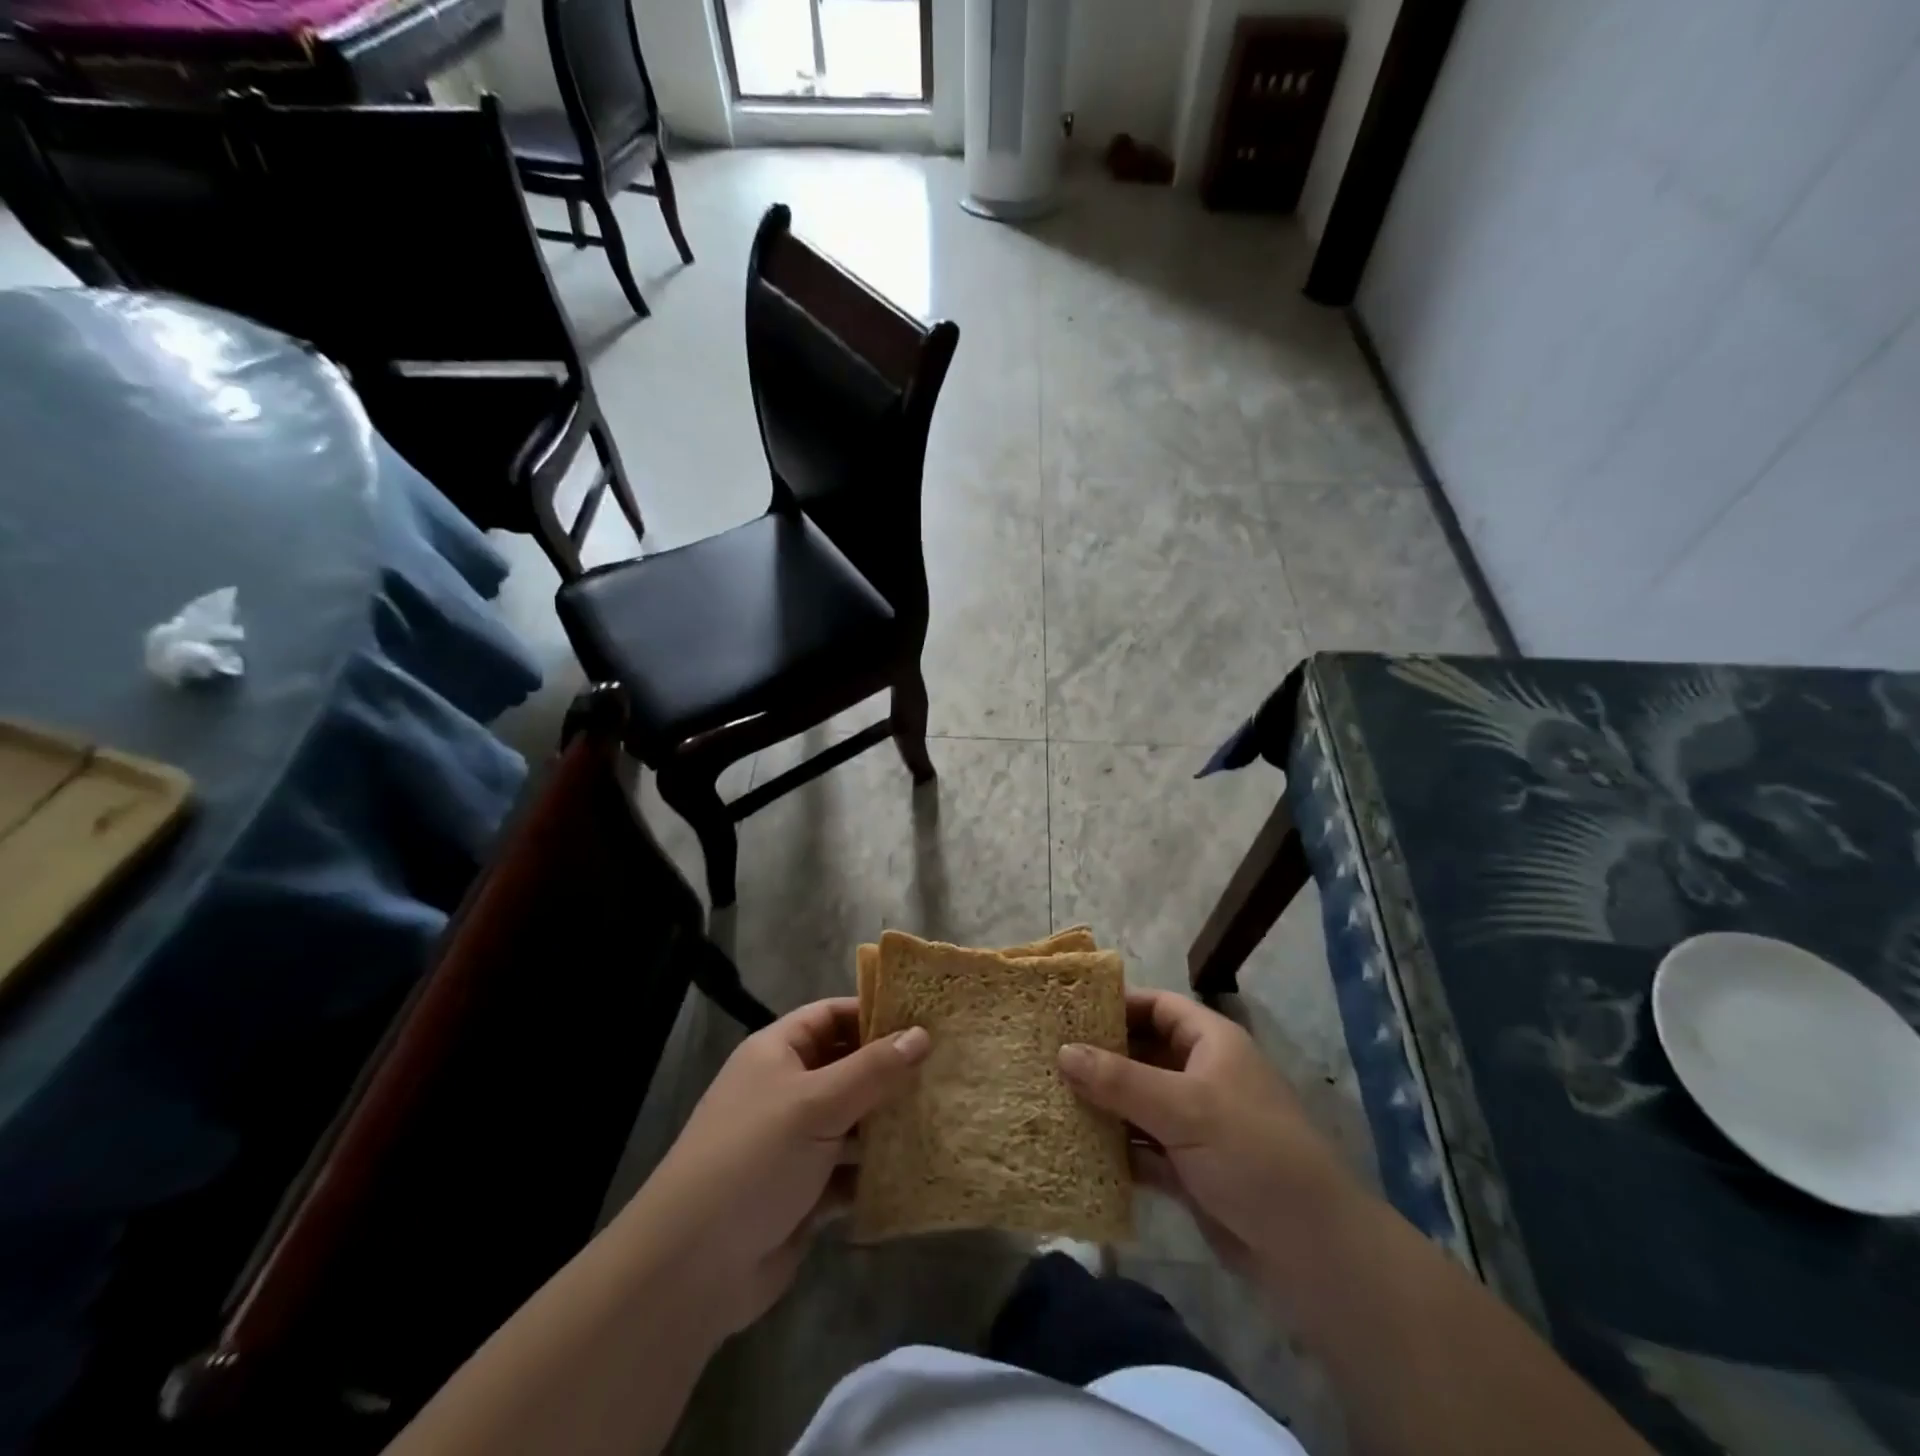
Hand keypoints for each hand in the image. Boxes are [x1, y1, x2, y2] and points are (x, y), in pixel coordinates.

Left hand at [620, 998, 928, 1337]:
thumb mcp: (816, 1103)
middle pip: (847, 1067)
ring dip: (889, 1122)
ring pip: (854, 1120)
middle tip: (947, 1068)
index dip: (875, 1013)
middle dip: (891, 1070)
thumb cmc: (753, 1159)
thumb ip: (873, 1069)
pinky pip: (851, 1170)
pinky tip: (919, 1168)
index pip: (832, 1015)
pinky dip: (878, 1170)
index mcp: (778, 1053)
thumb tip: (922, 1034)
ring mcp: (796, 1143)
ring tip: (945, 1113)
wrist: (691, 1269)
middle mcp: (787, 1090)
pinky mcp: (806, 1192)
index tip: (926, 1019)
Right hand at [1058, 990, 1358, 1277]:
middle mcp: (1201, 1075)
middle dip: (1100, 1057)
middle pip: (1142, 1053)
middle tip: (1046, 1056)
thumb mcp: (1183, 1108)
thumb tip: (1062, 1051)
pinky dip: (1115, 1147)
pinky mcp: (1189, 1168)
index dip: (1117, 1004)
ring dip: (1102, 1104)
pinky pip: (1142, 1147)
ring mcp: (1195, 1124)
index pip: (1157, 1006)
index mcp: (1211, 1043)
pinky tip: (1075, 1147)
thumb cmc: (1251, 1152)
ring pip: (1138, 1102)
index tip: (1068, 1011)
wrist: (1312, 1250)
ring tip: (1049, 1098)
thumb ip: (1119, 1079)